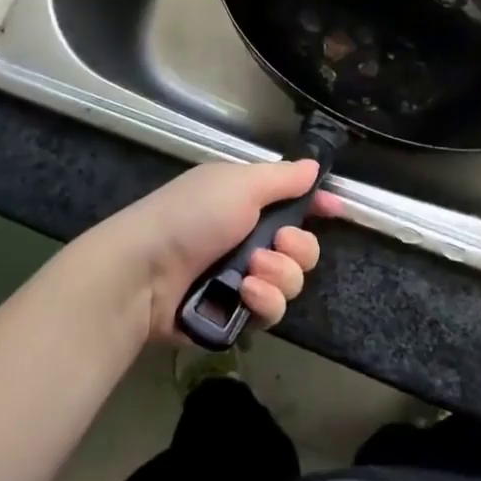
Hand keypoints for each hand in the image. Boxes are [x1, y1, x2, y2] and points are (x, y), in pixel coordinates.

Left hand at [90, 160, 343, 343]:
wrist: (144, 273)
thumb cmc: (192, 215)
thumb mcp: (240, 183)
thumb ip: (283, 177)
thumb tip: (314, 166)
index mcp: (247, 200)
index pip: (294, 200)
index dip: (318, 205)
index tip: (336, 210)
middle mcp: (249, 237)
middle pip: (303, 248)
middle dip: (297, 248)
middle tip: (276, 245)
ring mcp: (242, 278)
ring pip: (292, 282)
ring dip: (279, 276)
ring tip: (251, 273)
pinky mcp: (235, 314)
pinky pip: (272, 311)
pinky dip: (264, 302)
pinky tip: (244, 294)